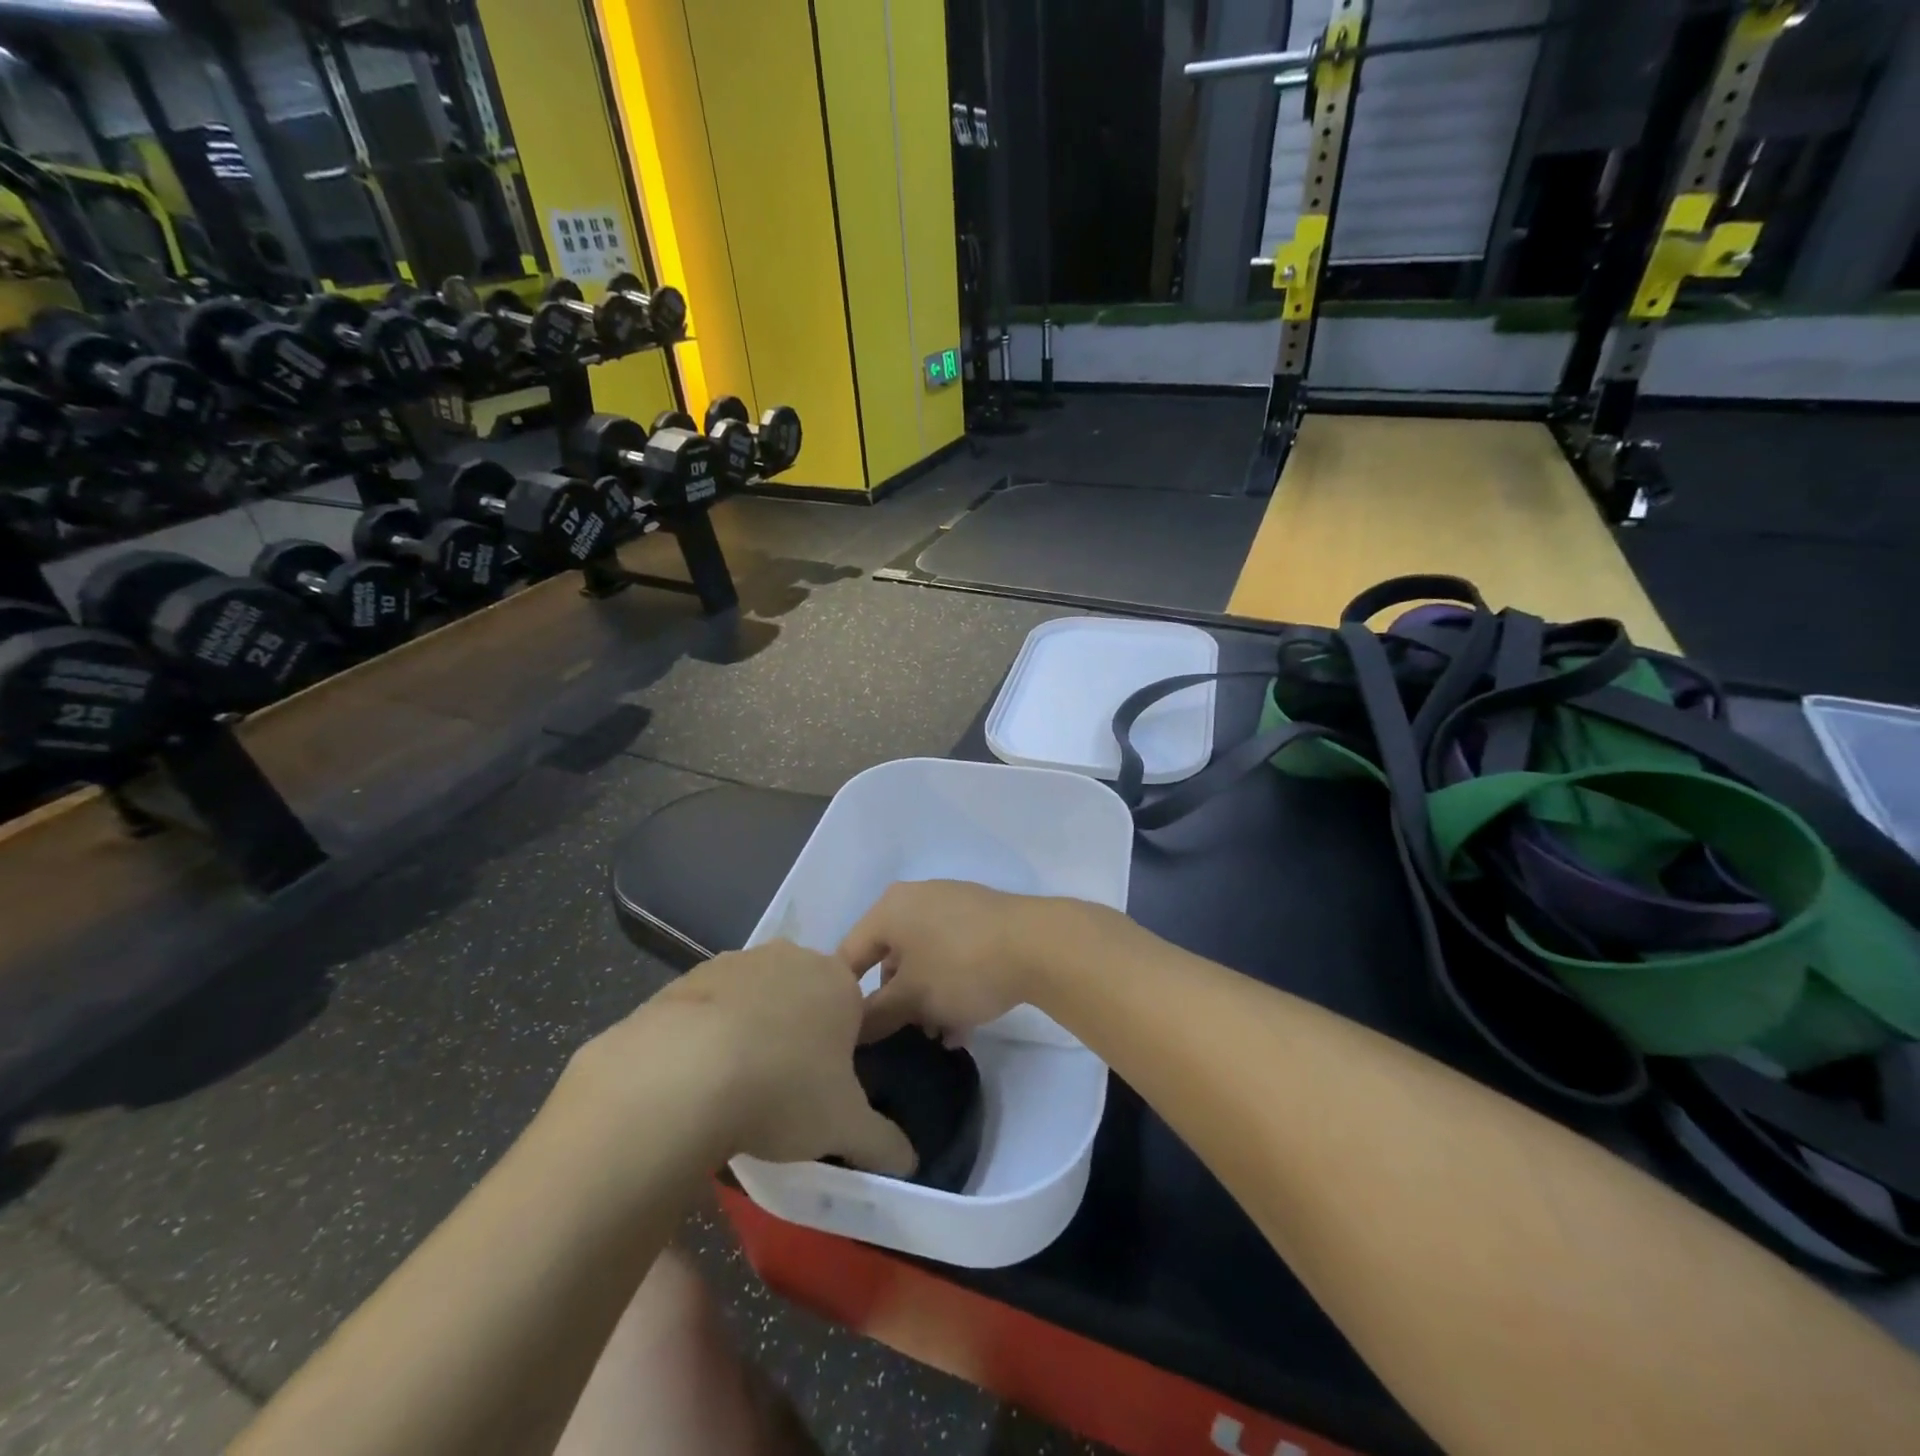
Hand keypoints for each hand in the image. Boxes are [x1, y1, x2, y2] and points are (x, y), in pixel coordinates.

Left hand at [566, 942, 915, 1176]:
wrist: (682, 1072)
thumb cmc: (783, 1089)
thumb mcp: (844, 1128)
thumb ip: (884, 1144)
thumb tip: (910, 1164)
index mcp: (839, 981)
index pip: (854, 1009)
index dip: (843, 1051)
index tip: (826, 1089)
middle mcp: (793, 956)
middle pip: (806, 997)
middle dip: (800, 1035)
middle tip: (784, 1089)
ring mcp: (738, 961)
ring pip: (758, 998)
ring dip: (754, 1030)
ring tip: (737, 1087)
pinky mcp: (689, 976)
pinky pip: (713, 1006)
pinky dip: (711, 1032)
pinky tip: (698, 1074)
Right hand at [837, 880, 1085, 1042]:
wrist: (1039, 945)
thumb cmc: (961, 967)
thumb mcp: (912, 999)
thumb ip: (874, 1016)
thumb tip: (850, 1031)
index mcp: (889, 909)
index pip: (849, 956)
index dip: (846, 998)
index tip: (852, 1035)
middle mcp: (916, 899)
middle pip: (889, 959)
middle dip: (895, 1004)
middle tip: (904, 1038)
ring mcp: (952, 906)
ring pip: (924, 961)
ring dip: (926, 1002)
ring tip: (941, 1039)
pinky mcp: (982, 919)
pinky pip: (952, 955)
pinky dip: (950, 987)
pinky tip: (964, 1026)